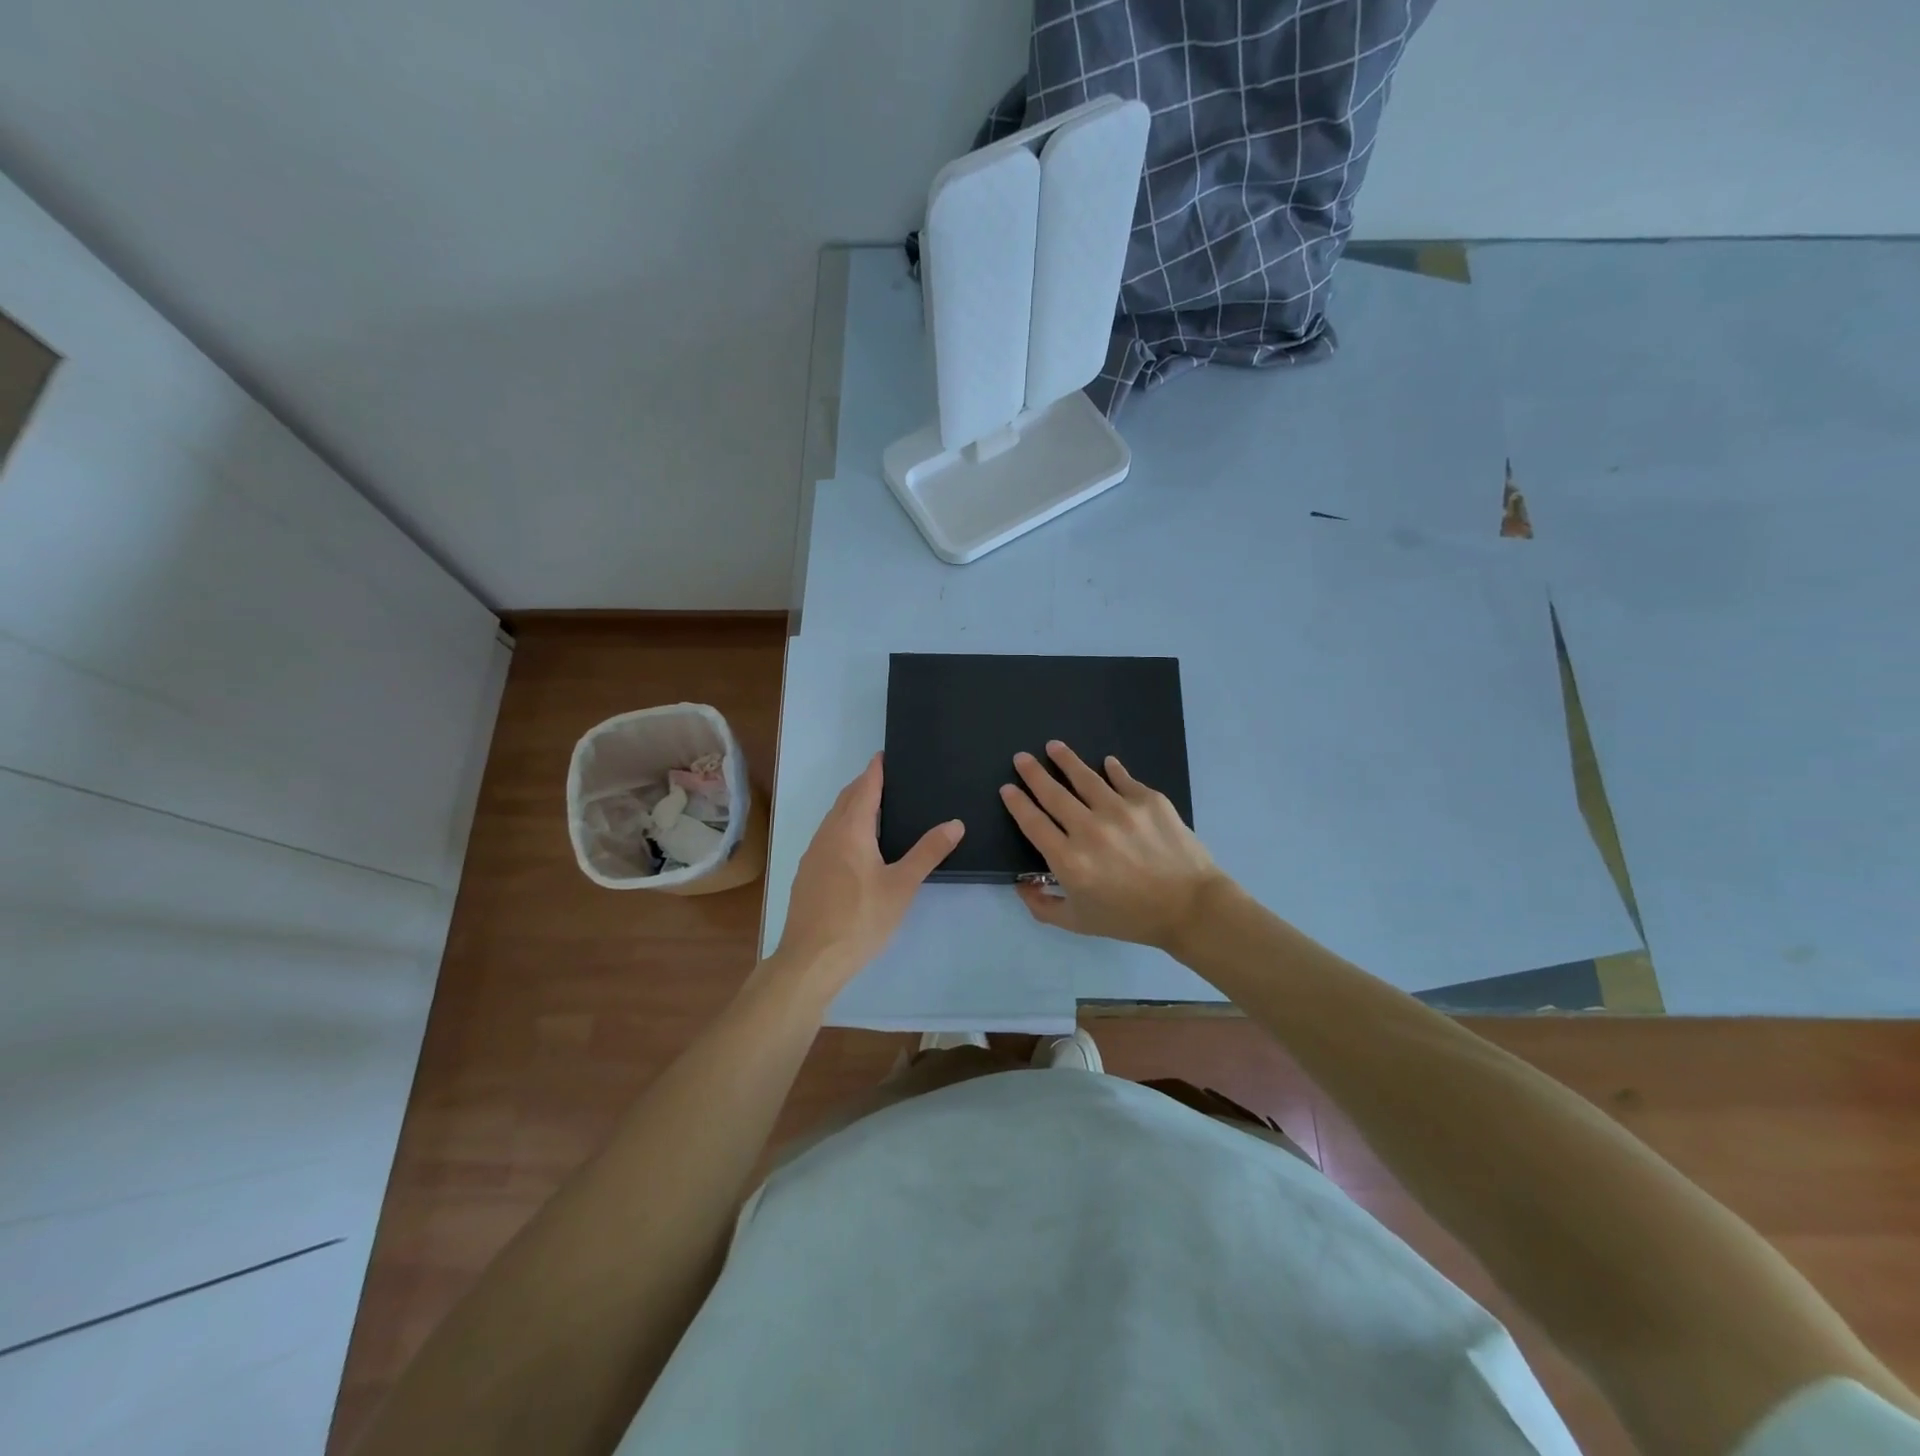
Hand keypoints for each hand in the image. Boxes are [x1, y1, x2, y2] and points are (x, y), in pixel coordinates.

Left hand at [775, 753, 962, 984]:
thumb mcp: (902, 886)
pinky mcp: (807, 874)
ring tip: (875, 808)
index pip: (865, 788)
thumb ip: (928, 852)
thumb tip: (955, 823)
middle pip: (846, 799)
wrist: (811, 958)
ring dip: (852, 806)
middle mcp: (827, 834)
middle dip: (864, 785)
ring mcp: (813, 854)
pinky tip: (855, 847)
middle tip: (886, 779)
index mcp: (851, 830)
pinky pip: (827, 837)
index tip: (885, 755)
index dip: (875, 770)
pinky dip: (843, 827)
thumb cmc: (860, 918)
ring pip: (833, 819)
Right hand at [1000, 741, 1224, 949]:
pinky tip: (1106, 762)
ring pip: (1085, 777)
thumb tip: (1021, 885)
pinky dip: (1112, 769)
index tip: (1007, 788)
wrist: (1191, 907)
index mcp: (1069, 860)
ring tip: (1053, 746)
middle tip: (1021, 758)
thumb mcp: (1079, 923)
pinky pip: (1123, 778)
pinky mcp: (1148, 800)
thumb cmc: (1131, 919)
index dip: (1017, 803)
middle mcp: (1089, 829)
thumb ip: (1043, 906)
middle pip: (1053, 793)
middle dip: (1033, 773)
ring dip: (1066, 760)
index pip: (1033, 823)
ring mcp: (1120, 810)